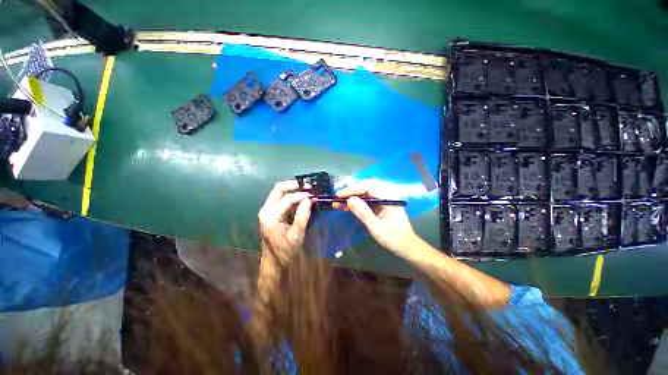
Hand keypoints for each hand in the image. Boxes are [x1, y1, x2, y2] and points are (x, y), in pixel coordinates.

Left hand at [258, 180, 311, 264]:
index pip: (287, 199)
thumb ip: (302, 217)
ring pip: (278, 193)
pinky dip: (290, 197)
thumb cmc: (285, 251)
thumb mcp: (296, 236)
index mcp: (271, 215)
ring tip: (307, 191)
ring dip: (292, 190)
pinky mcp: (269, 213)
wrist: (273, 261)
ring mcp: (266, 211)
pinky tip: (301, 200)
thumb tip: (309, 200)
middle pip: (278, 189)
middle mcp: (266, 210)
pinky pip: (279, 200)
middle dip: (294, 185)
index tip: (314, 195)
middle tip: (308, 186)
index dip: (301, 195)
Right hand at [336, 181, 417, 255]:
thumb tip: (349, 199)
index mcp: (389, 197)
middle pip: (366, 187)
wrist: (407, 247)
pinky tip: (348, 207)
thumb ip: (363, 212)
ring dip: (353, 197)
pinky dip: (358, 203)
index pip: (368, 186)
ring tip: (338, 203)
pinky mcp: (383, 207)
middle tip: (336, 198)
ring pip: (366, 194)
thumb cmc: (394, 238)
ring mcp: (385, 201)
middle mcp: (387, 195)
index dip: (352, 189)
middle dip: (351, 191)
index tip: (338, 195)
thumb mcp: (376, 227)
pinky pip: (369, 201)